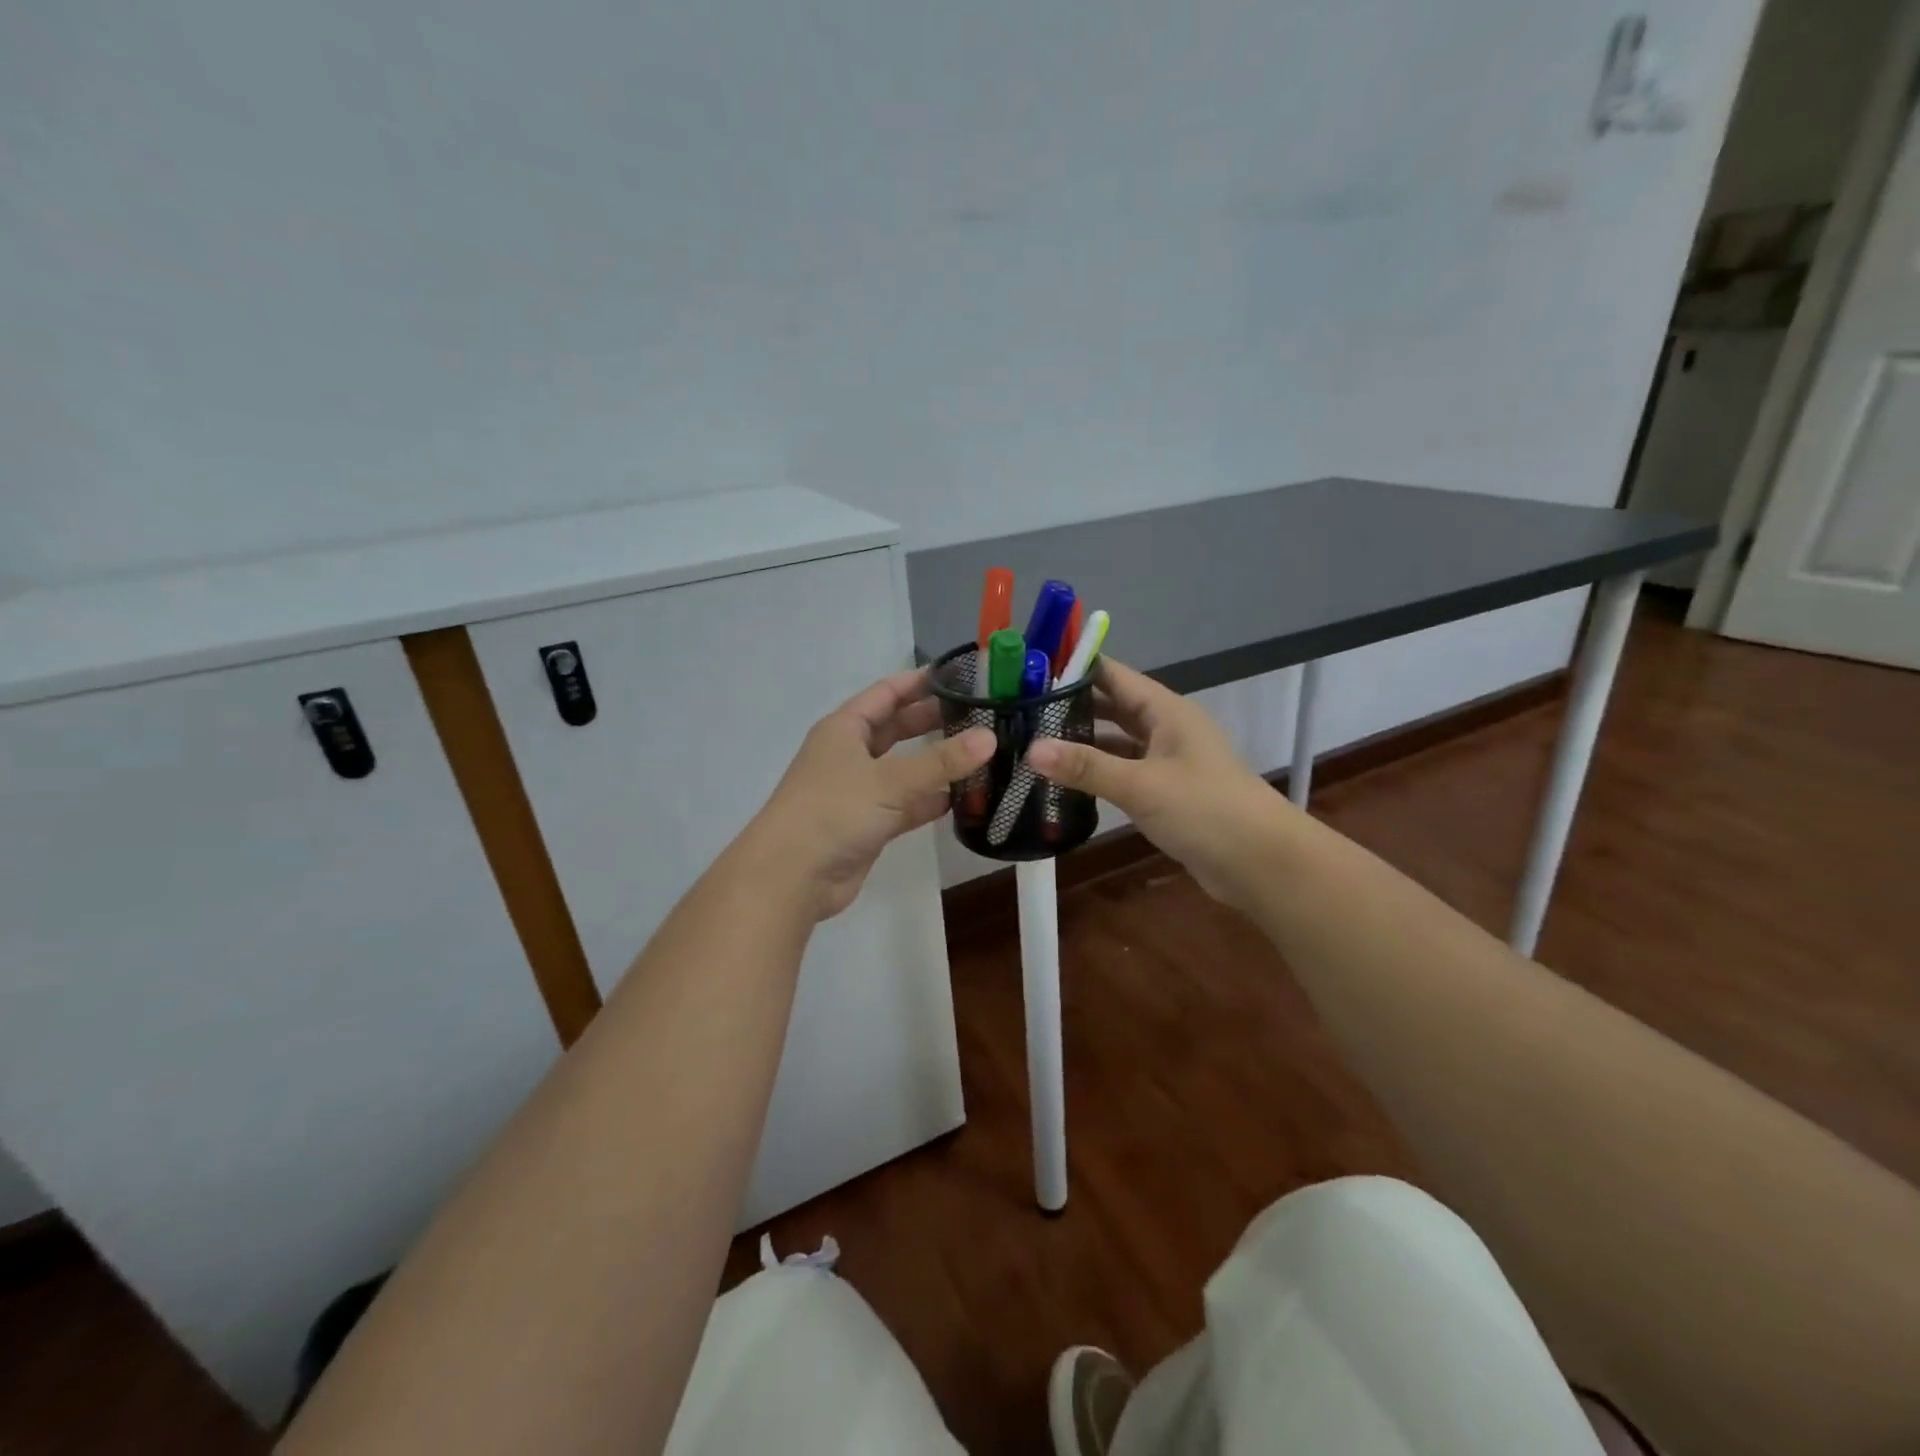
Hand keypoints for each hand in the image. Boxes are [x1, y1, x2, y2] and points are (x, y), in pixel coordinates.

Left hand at [744, 670, 994, 921]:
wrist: (792, 877)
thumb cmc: (834, 811)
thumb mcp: (890, 780)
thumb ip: (942, 761)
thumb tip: (990, 737)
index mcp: (845, 728)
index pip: (886, 693)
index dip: (920, 683)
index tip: (959, 676)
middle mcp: (850, 754)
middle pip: (897, 729)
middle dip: (933, 721)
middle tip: (979, 714)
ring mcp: (859, 791)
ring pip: (904, 769)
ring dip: (937, 764)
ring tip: (981, 754)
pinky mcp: (869, 824)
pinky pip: (906, 804)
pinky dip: (931, 800)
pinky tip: (964, 798)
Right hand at [1027, 658, 1286, 905]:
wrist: (1262, 864)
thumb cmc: (1205, 810)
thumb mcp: (1141, 785)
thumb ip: (1086, 767)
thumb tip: (1032, 749)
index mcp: (1166, 711)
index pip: (1113, 675)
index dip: (1074, 668)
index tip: (1028, 669)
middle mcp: (1166, 729)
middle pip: (1112, 706)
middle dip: (1071, 706)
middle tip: (1020, 709)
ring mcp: (1167, 762)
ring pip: (1116, 741)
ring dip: (1082, 742)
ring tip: (1033, 742)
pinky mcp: (1165, 793)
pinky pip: (1123, 772)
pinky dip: (1097, 773)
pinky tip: (1065, 781)